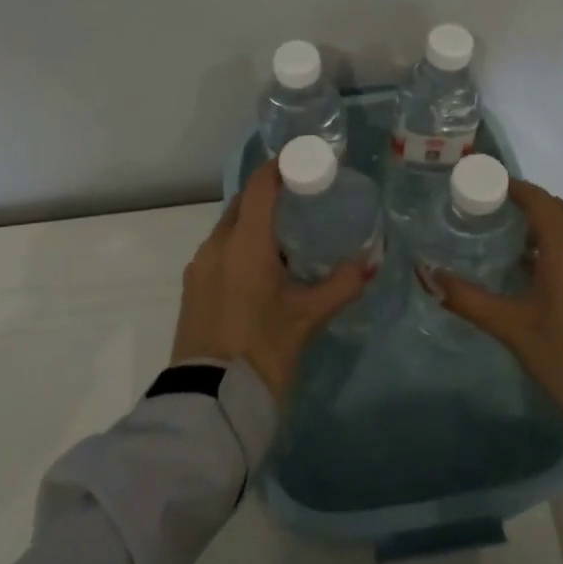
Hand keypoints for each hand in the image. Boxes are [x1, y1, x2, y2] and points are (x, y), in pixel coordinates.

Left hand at [171, 161, 371, 402]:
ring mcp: (199, 267)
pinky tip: (261, 270)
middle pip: (242, 204)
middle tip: (302, 199)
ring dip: (253, 224)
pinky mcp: (192, 289)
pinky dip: (240, 247)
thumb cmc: (263, 350)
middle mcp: (216, 245)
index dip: (280, 166)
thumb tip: (370, 264)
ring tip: (286, 237)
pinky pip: (218, 252)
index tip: (303, 160)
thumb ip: (341, 285)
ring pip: (228, 229)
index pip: (260, 185)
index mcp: (244, 243)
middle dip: (269, 195)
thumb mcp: (307, 317)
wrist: (210, 403)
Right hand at [427, 180, 562, 422]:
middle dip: (527, 209)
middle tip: (493, 218)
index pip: (537, 198)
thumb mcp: (510, 326)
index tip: (483, 187)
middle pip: (557, 209)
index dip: (510, 188)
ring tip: (517, 250)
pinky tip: (548, 274)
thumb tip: (426, 274)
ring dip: (548, 229)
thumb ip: (466, 297)